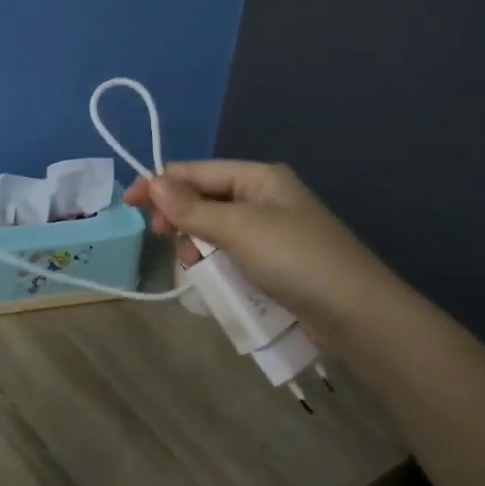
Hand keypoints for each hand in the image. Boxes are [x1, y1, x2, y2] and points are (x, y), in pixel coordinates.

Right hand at [125, 161, 393, 347]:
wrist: (357, 314)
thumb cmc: (295, 259)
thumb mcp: (238, 229)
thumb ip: (192, 208)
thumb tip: (151, 182)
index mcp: (258, 177)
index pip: (196, 171)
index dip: (160, 184)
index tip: (128, 203)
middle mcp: (264, 197)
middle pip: (204, 199)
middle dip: (181, 218)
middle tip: (166, 240)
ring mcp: (271, 231)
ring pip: (215, 230)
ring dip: (199, 245)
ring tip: (197, 266)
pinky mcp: (275, 262)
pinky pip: (232, 254)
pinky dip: (218, 264)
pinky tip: (215, 279)